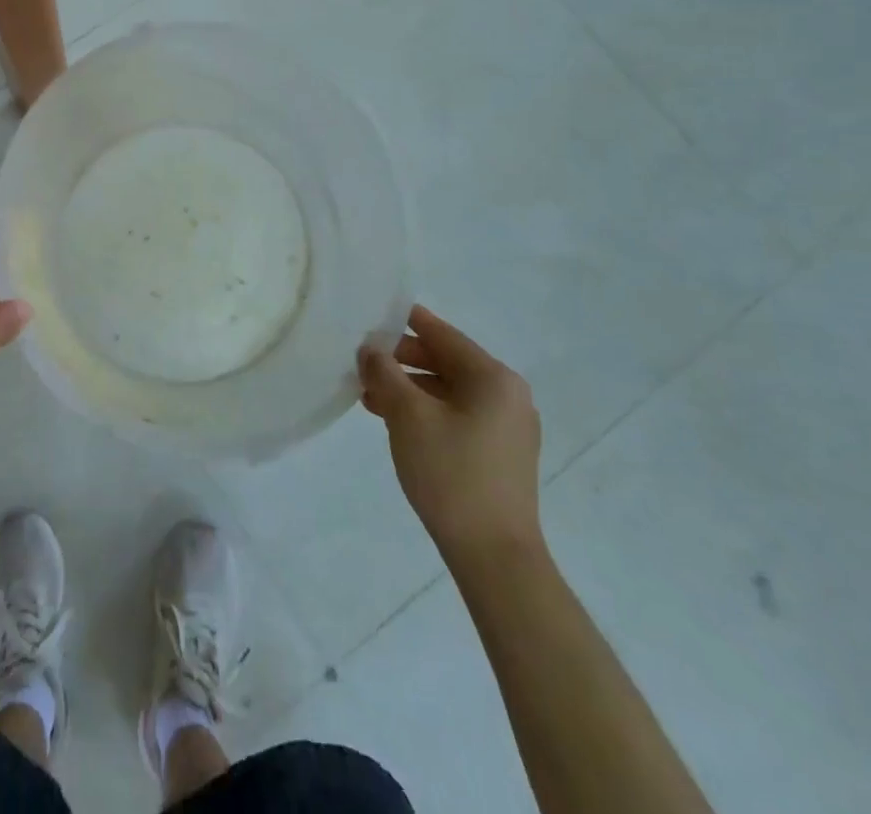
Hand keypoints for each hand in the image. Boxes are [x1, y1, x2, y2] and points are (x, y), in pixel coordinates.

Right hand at [358, 305, 542, 569]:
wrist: (495, 556)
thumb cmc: (451, 474)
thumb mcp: (408, 416)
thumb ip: (385, 373)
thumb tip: (371, 350)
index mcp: (493, 378)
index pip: (443, 335)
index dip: (407, 322)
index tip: (374, 314)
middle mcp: (508, 395)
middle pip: (447, 362)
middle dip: (403, 361)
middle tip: (363, 361)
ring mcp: (508, 428)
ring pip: (449, 392)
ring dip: (410, 389)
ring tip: (369, 395)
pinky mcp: (501, 455)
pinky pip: (457, 416)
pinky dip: (426, 412)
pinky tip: (394, 422)